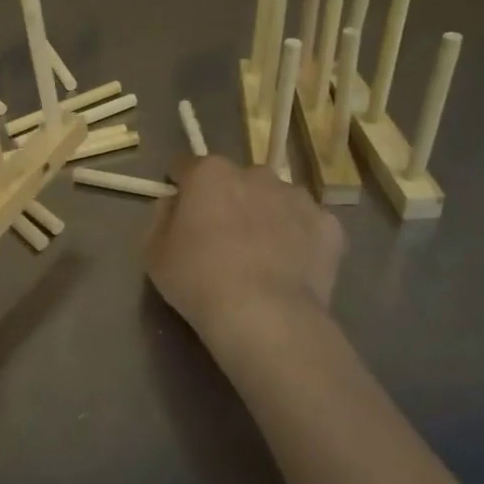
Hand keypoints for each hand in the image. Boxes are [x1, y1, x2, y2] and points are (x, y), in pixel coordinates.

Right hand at [145, 155, 344, 375]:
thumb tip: (174, 203)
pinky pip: (308, 225)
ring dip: (266, 215)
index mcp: (209, 173)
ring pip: (276, 199)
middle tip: (221, 237)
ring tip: (261, 255)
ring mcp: (297, 198)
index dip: (181, 186)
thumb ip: (161, 218)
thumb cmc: (198, 280)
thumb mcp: (154, 253)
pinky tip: (290, 267)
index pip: (187, 166)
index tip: (179, 208)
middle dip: (228, 199)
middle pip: (236, 180)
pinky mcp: (329, 226)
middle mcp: (255, 174)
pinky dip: (299, 239)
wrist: (265, 316)